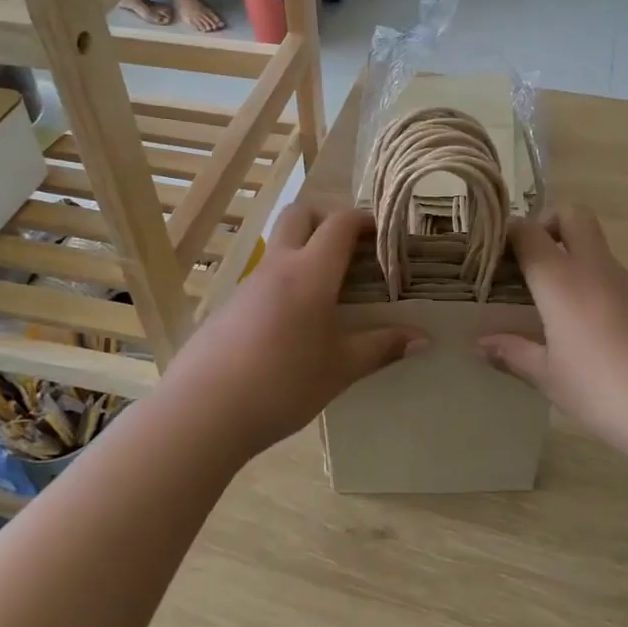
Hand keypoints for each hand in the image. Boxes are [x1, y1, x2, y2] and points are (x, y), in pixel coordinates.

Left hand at [162, 203, 424, 461]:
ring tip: (329, 291)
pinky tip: (294, 323)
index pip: (340, 223)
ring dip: (304, 251)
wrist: (203, 411)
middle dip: (327, 219)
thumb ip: (382, 348)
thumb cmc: (283, 384)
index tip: (385, 233)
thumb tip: (424, 339)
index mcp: (310, 272)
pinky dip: (285, 281)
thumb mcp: (340, 368)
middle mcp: (277, 266)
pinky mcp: (228, 306)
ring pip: (278, 245)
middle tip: (352, 249)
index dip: (365, 219)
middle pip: (300, 215)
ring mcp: (248, 284)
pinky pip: (263, 277)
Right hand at [480, 206, 627, 467]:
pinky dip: (597, 290)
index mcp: (562, 280)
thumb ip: (513, 354)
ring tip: (557, 313)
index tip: (494, 258)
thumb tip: (480, 343)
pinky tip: (596, 337)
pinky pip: (616, 280)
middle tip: (532, 265)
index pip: (528, 231)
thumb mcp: (551, 379)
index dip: (506, 234)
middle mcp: (596, 269)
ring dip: (573, 263)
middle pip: (572, 214)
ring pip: (596, 250)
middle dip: (548, 224)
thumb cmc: (607, 392)